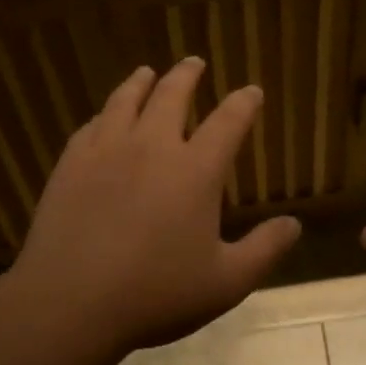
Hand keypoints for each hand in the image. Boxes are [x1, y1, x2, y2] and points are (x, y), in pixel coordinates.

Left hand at [11, 59, 301, 351]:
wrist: (70, 302)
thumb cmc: (155, 294)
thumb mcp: (225, 282)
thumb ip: (264, 250)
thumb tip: (294, 224)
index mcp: (196, 170)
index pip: (228, 122)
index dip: (244, 103)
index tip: (252, 91)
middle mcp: (153, 146)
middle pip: (173, 95)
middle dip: (188, 75)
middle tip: (194, 62)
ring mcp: (107, 150)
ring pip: (127, 100)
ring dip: (141, 82)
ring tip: (147, 72)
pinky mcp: (71, 164)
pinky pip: (91, 126)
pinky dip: (104, 114)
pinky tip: (103, 117)